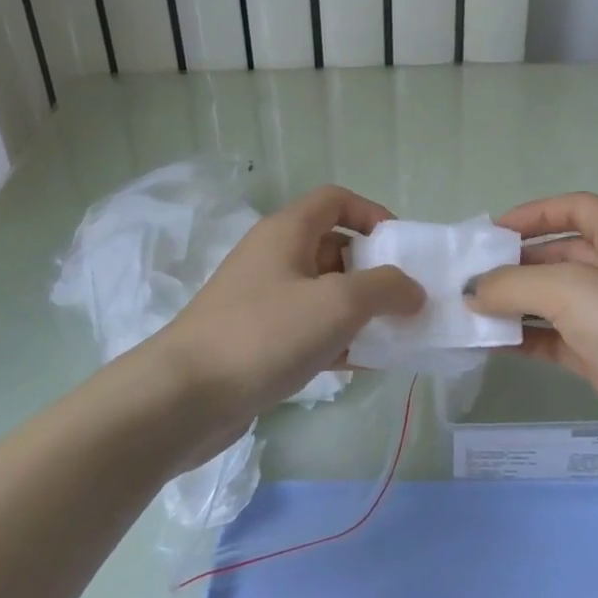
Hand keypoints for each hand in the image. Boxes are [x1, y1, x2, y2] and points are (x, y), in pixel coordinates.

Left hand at [153, 185, 423, 448]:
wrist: (185, 397)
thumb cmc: (265, 334)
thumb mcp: (337, 303)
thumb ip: (385, 289)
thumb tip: (413, 289)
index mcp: (287, 231)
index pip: (336, 200)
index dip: (373, 214)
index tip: (401, 250)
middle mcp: (273, 257)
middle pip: (334, 248)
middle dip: (373, 271)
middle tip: (405, 301)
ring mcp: (263, 300)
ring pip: (323, 293)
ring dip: (360, 311)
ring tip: (395, 336)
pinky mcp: (258, 340)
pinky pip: (308, 329)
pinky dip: (338, 340)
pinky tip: (365, 365)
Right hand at [467, 193, 597, 485]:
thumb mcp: (570, 290)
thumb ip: (512, 284)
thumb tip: (471, 290)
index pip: (575, 208)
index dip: (533, 213)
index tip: (490, 233)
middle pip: (559, 255)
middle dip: (515, 263)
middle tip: (468, 278)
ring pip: (554, 301)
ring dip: (515, 304)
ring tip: (469, 311)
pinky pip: (557, 340)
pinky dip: (526, 339)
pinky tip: (492, 345)